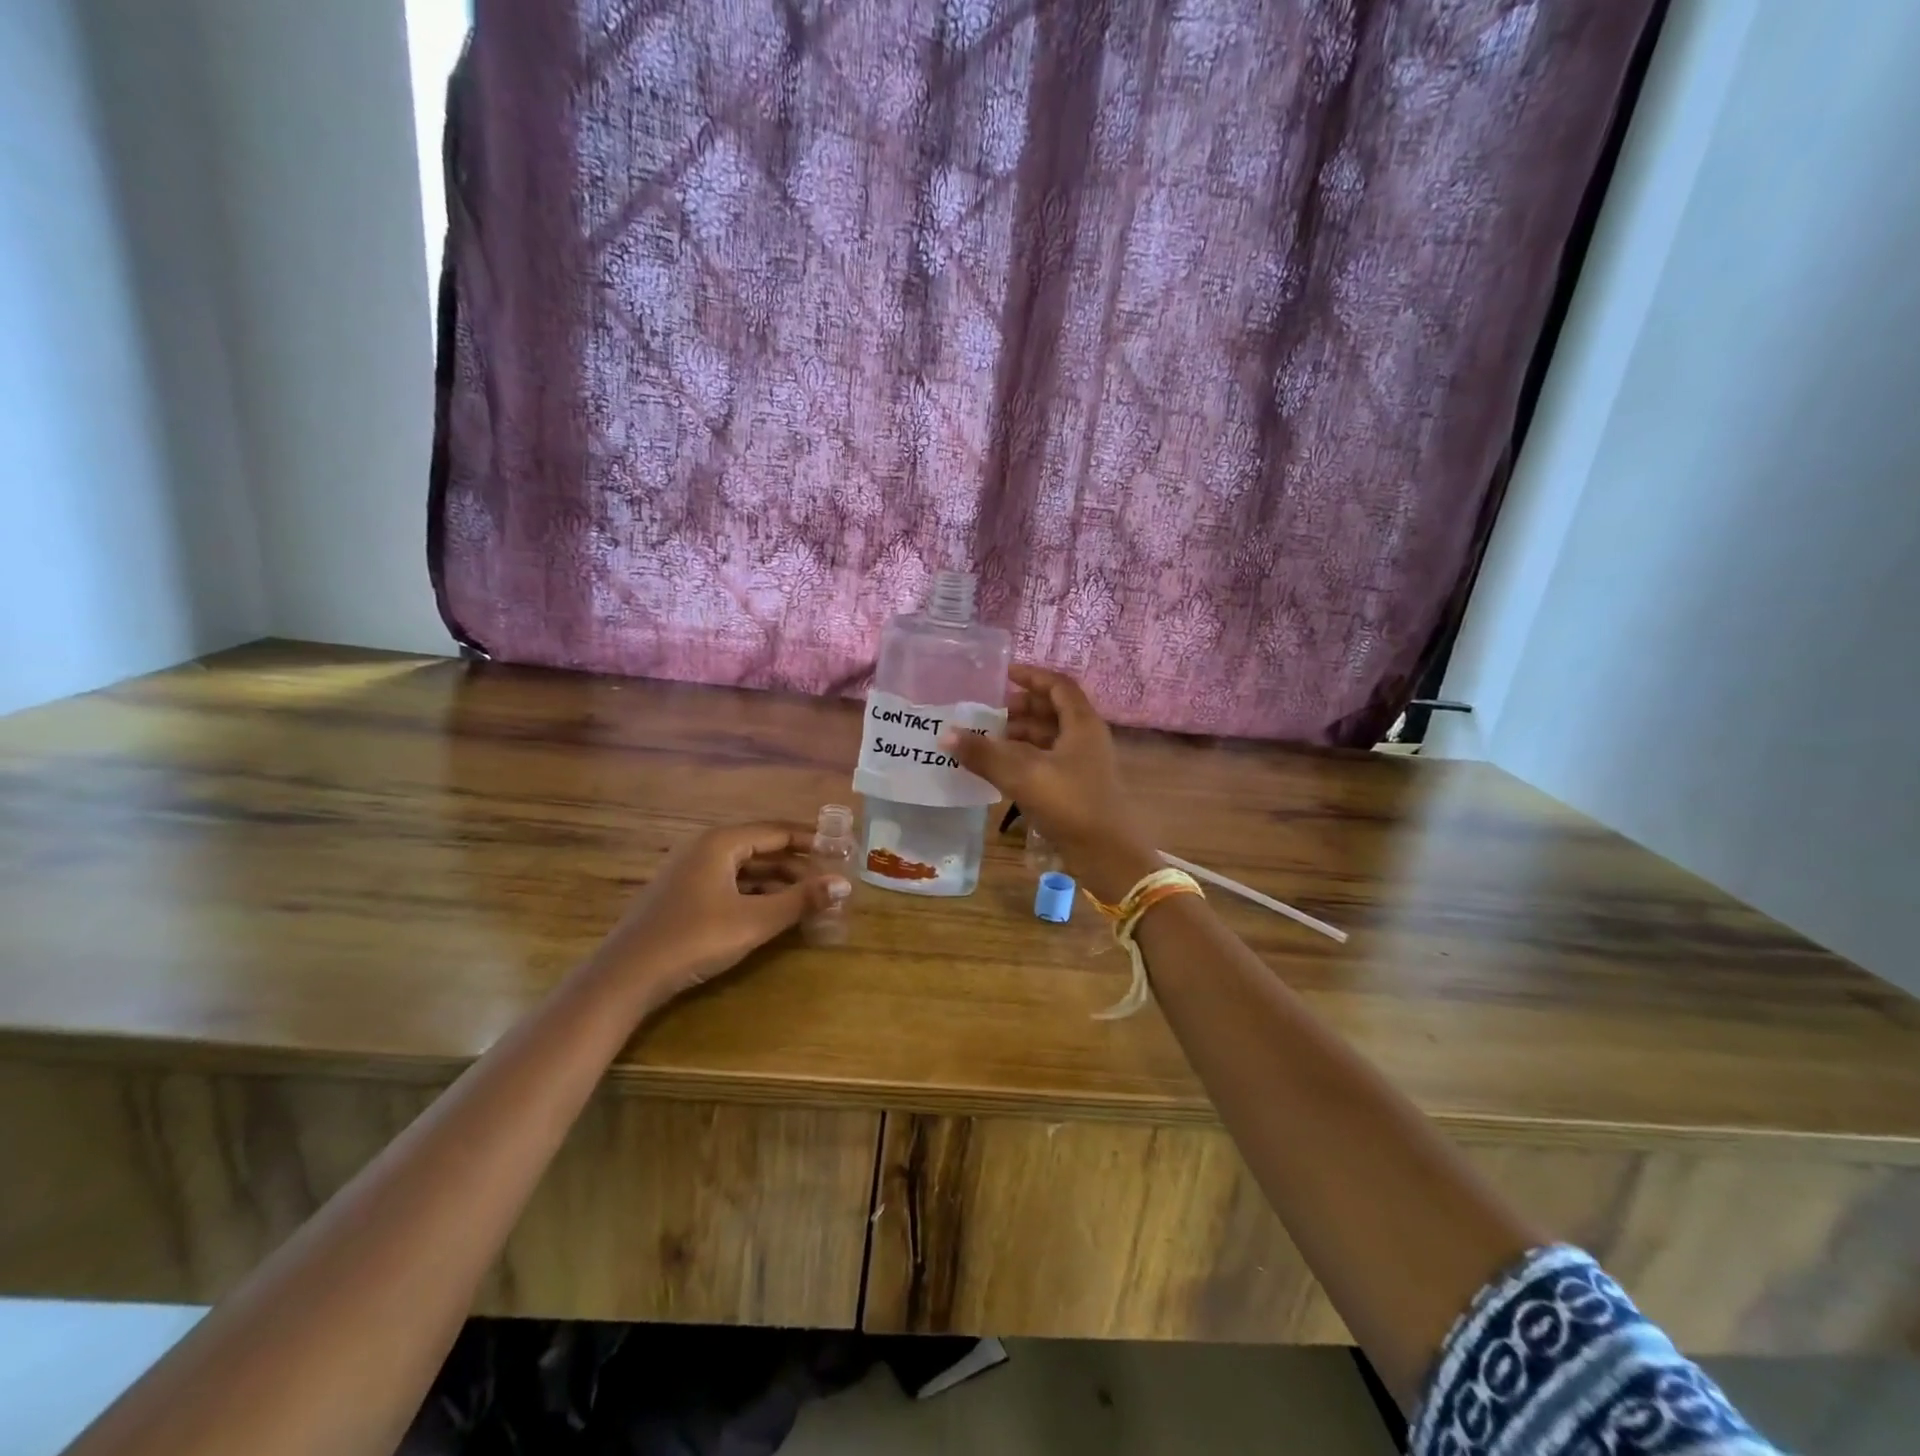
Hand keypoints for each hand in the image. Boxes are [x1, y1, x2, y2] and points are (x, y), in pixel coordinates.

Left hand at [591, 822, 850, 1007]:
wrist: (625, 977)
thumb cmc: (694, 939)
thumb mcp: (754, 921)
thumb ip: (801, 900)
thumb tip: (845, 883)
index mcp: (721, 843)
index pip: (777, 831)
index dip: (812, 840)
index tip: (842, 850)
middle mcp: (706, 849)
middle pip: (763, 849)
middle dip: (798, 865)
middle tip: (830, 881)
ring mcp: (691, 873)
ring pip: (747, 869)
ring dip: (779, 883)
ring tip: (810, 900)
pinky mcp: (684, 897)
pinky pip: (731, 885)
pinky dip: (757, 895)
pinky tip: (774, 914)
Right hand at [940, 665, 1159, 901]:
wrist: (1108, 855)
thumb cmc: (1071, 804)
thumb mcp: (1023, 775)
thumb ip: (984, 754)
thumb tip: (946, 735)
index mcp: (1082, 724)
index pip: (1058, 686)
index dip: (1032, 676)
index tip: (1004, 675)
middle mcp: (1085, 739)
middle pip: (1053, 711)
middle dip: (1021, 708)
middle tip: (988, 712)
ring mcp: (1082, 765)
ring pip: (1049, 738)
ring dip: (1020, 735)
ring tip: (987, 740)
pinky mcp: (1077, 789)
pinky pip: (1047, 761)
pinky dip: (1024, 759)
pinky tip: (1001, 770)